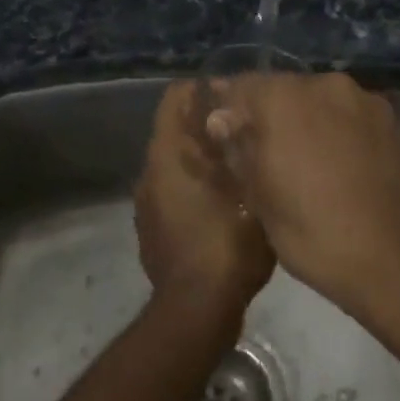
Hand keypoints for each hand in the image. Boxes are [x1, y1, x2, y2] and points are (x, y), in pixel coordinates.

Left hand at [134, 80, 275, 332]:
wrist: (197, 310)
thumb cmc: (228, 245)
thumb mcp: (253, 193)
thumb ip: (247, 152)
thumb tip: (245, 123)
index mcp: (168, 155)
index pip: (175, 97)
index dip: (205, 90)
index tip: (237, 96)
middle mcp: (149, 173)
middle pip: (176, 130)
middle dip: (209, 126)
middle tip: (249, 130)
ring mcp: (147, 205)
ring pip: (176, 164)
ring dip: (203, 159)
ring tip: (241, 165)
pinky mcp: (152, 230)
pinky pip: (174, 193)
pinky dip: (195, 188)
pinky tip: (226, 202)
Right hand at [204, 72, 399, 322]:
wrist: (395, 262)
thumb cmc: (312, 232)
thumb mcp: (260, 197)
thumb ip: (238, 148)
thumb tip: (220, 119)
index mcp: (286, 97)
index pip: (242, 86)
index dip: (228, 109)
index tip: (223, 133)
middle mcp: (327, 85)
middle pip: (286, 90)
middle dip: (270, 114)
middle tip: (262, 151)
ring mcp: (367, 102)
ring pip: (323, 103)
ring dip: (308, 122)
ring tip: (305, 160)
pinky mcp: (395, 124)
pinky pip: (353, 119)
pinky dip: (340, 133)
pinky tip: (340, 167)